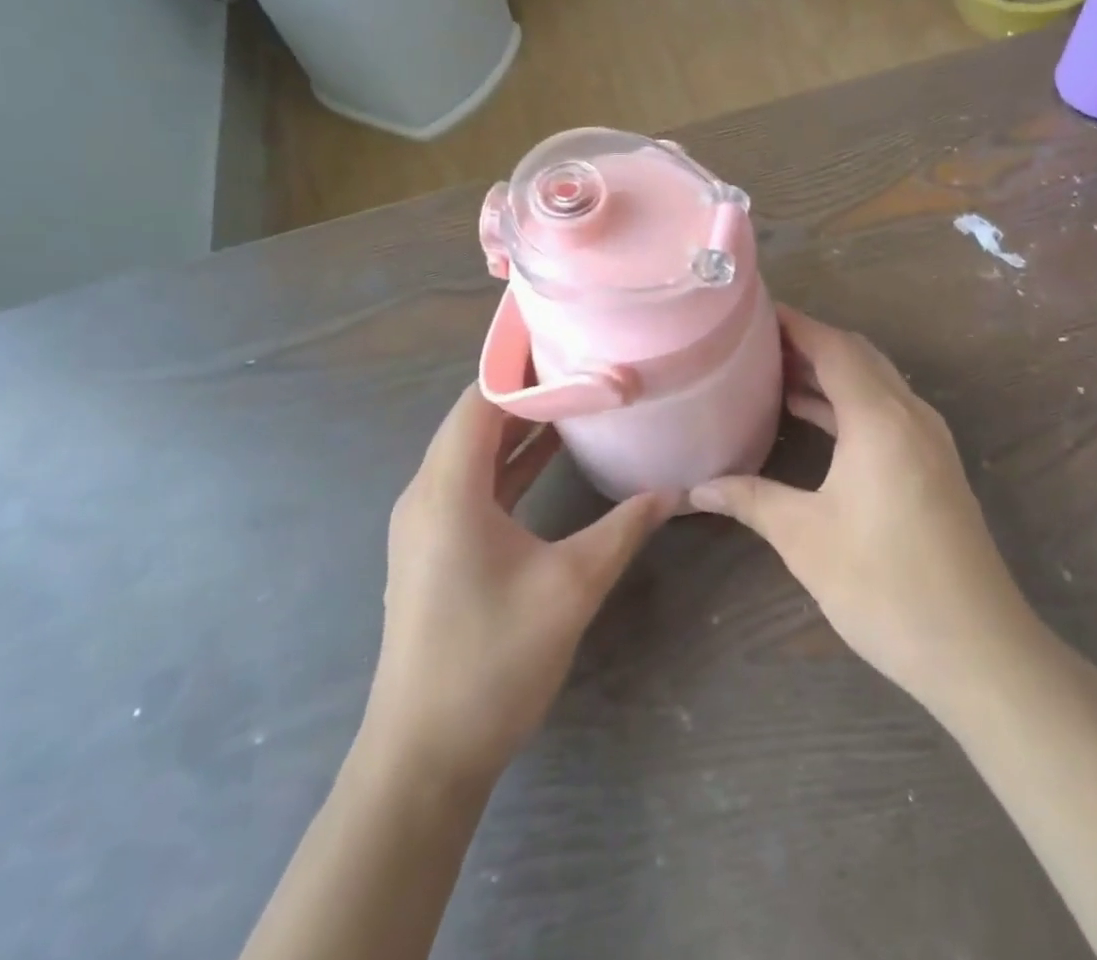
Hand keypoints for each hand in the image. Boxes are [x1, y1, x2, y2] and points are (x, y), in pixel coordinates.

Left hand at [366, 385, 674, 781]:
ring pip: (475, 452)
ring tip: (576, 396)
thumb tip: (672, 490)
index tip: (568, 339)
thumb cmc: (492, 662)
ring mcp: (428, 524)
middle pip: (476, 419)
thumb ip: (623, 529)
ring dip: (520, 426)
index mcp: (448, 489)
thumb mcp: (571, 588)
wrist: (424, 758)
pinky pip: (474, 483)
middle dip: (528, 389)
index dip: (521, 365)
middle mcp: (428, 495)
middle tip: (583, 361)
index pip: (481, 399)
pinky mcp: (436, 548)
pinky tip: (553, 457)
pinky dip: (511, 462)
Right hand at [687, 308, 1031, 708]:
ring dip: (830, 374)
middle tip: (757, 342)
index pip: (834, 347)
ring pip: (875, 384)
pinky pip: (886, 412)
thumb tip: (696, 489)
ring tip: (775, 373)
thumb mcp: (805, 537)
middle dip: (809, 343)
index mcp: (880, 418)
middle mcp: (910, 415)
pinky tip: (815, 420)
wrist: (977, 649)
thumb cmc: (884, 584)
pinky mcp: (934, 466)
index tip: (754, 311)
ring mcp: (929, 440)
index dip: (795, 324)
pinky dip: (849, 404)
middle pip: (858, 356)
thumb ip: (750, 498)